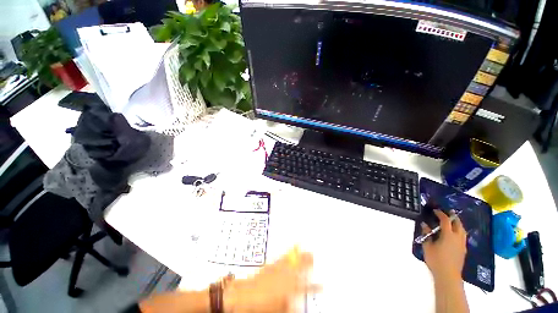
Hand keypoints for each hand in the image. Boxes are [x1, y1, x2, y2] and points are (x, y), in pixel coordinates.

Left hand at [224, 247, 317, 312]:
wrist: (242, 296)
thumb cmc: (261, 306)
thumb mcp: (279, 309)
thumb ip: (290, 305)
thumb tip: (297, 303)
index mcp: (289, 289)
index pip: (306, 287)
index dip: (315, 286)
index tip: (323, 284)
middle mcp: (285, 276)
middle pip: (299, 267)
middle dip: (308, 262)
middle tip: (315, 256)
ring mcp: (277, 268)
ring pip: (292, 259)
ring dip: (300, 254)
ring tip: (306, 248)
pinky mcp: (271, 264)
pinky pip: (283, 256)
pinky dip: (289, 251)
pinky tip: (293, 246)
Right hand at [421, 210, 466, 282]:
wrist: (448, 275)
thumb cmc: (436, 260)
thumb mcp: (427, 246)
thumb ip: (426, 234)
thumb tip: (424, 225)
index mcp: (448, 235)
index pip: (445, 221)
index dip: (441, 214)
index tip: (435, 210)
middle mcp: (457, 238)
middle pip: (458, 224)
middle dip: (453, 217)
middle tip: (448, 212)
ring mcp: (462, 244)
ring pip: (463, 230)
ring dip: (458, 224)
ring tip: (453, 221)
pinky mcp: (463, 250)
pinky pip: (463, 236)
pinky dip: (460, 231)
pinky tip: (455, 233)